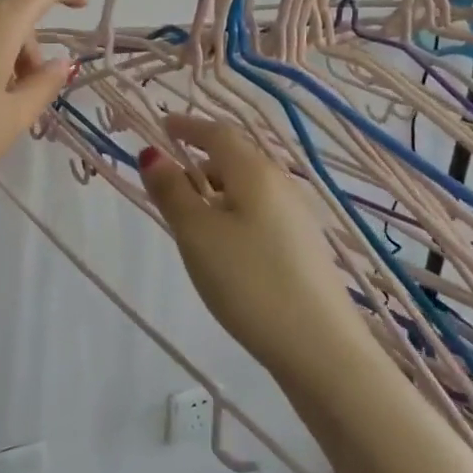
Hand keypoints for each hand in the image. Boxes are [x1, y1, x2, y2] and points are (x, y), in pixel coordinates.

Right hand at [140, 113, 357, 369]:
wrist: (320, 347)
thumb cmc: (249, 280)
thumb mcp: (197, 233)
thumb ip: (171, 191)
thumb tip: (152, 153)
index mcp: (255, 173)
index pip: (218, 133)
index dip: (187, 126)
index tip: (162, 125)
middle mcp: (281, 185)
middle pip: (235, 158)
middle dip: (199, 160)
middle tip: (167, 181)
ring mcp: (297, 217)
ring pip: (248, 188)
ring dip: (215, 189)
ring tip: (189, 217)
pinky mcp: (303, 247)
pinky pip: (260, 212)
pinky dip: (233, 212)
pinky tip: (223, 245)